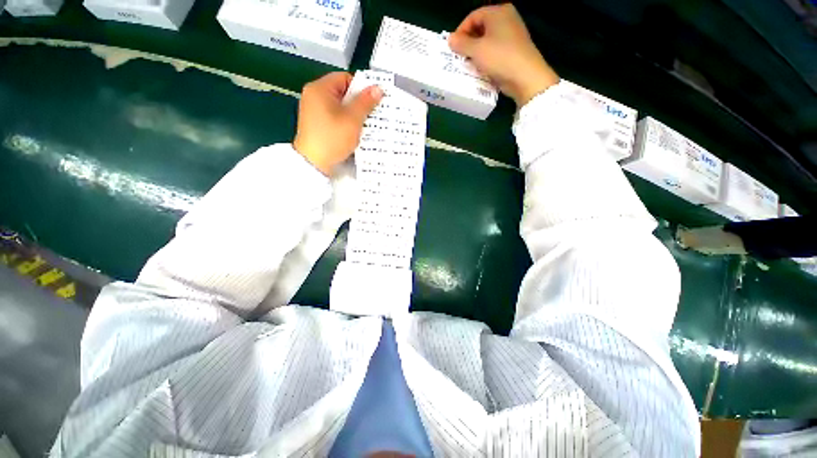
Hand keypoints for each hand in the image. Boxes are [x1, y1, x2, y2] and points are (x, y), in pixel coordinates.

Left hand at [294, 72, 382, 175]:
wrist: (313, 163)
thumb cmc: (333, 138)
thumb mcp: (352, 119)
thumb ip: (365, 102)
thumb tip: (378, 88)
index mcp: (320, 88)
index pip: (345, 78)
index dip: (361, 87)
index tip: (374, 100)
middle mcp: (314, 96)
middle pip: (342, 92)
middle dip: (359, 102)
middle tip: (374, 112)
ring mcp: (313, 111)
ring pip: (339, 106)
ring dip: (353, 113)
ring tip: (367, 123)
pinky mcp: (316, 124)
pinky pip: (335, 117)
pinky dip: (345, 121)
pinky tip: (355, 131)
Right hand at [449, 4, 559, 106]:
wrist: (525, 77)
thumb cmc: (500, 58)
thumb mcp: (476, 51)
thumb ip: (461, 44)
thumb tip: (450, 39)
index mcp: (498, 12)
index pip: (473, 16)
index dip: (461, 31)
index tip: (453, 48)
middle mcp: (507, 18)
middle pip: (481, 27)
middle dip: (468, 42)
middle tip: (460, 57)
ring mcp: (513, 34)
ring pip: (488, 40)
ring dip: (476, 52)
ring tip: (469, 64)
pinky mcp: (515, 49)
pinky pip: (495, 50)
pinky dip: (486, 57)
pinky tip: (482, 68)